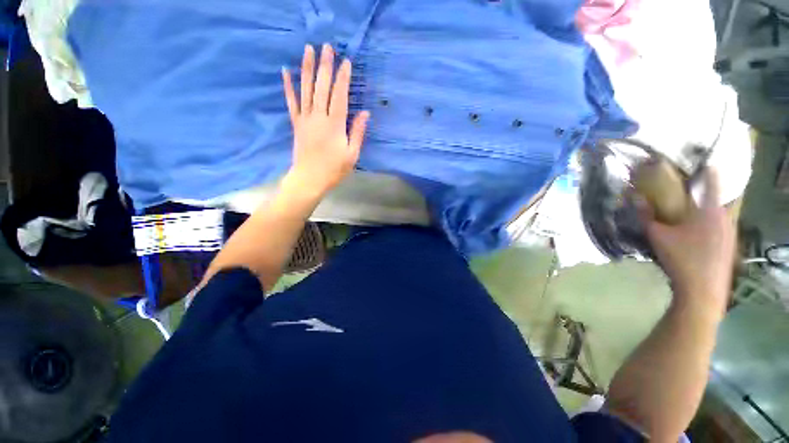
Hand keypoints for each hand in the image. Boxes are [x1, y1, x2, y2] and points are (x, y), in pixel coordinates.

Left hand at [281, 44, 370, 196]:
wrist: (310, 179)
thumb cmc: (334, 169)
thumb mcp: (352, 154)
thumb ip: (357, 133)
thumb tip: (365, 113)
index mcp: (335, 125)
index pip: (340, 97)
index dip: (343, 79)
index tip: (346, 62)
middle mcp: (319, 117)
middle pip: (322, 88)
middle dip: (325, 66)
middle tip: (327, 46)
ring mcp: (305, 119)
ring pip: (306, 90)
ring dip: (307, 68)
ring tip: (308, 49)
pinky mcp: (296, 124)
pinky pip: (291, 102)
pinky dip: (288, 86)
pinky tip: (285, 71)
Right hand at [637, 169, 736, 317]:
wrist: (703, 291)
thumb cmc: (682, 259)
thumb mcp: (657, 236)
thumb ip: (645, 216)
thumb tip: (634, 198)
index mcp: (710, 211)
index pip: (711, 183)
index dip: (707, 171)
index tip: (703, 163)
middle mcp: (726, 218)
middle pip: (718, 199)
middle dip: (705, 194)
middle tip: (690, 195)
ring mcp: (731, 234)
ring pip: (721, 215)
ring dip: (709, 211)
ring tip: (694, 216)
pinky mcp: (731, 247)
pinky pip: (722, 228)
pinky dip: (712, 225)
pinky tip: (700, 236)